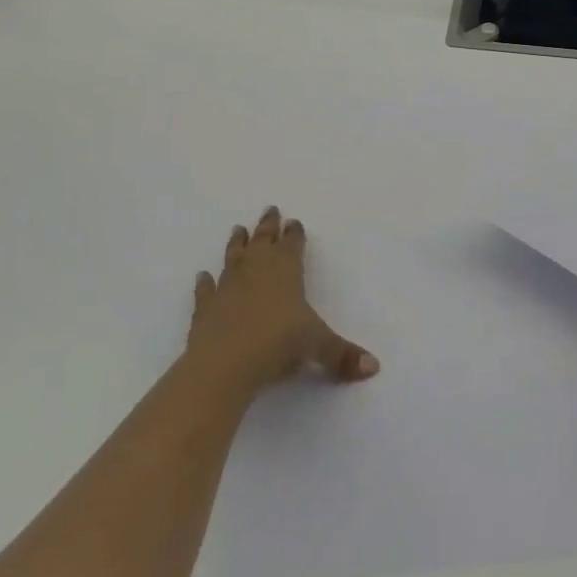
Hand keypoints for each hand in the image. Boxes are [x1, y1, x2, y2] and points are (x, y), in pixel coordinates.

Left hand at [185, 207, 379, 394]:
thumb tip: (374, 366)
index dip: (295, 233)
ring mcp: (228, 285)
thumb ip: (343, 355)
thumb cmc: (278, 344)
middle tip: (270, 210)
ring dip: (237, 243)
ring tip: (238, 229)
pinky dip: (204, 282)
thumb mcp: (318, 347)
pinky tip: (202, 276)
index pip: (293, 243)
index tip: (294, 222)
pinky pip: (205, 289)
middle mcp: (256, 269)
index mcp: (286, 269)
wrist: (225, 363)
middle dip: (268, 225)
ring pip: (234, 256)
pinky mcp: (205, 306)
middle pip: (263, 240)